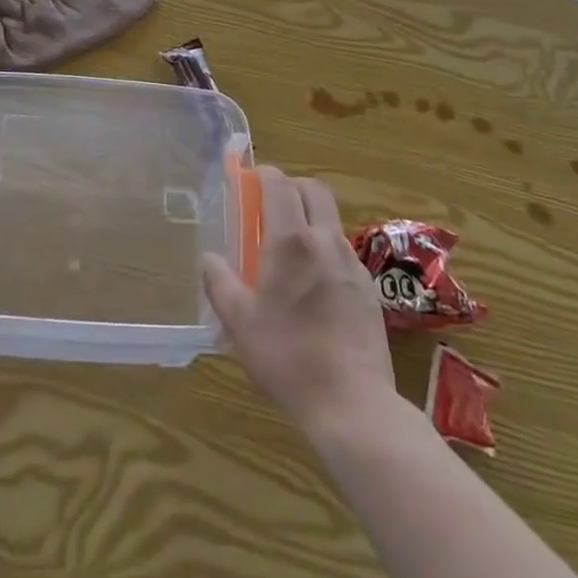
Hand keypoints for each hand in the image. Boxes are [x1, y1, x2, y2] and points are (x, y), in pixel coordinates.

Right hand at [202, 166, 394, 434]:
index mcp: (291, 240)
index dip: (264, 174)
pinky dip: (325, 249)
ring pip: (331, 220)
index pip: (280, 184)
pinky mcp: (369, 288)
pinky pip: (343, 251)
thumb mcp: (240, 323)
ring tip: (289, 249)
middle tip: (270, 205)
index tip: (249, 179)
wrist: (353, 403)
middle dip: (292, 186)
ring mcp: (352, 263)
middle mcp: (325, 240)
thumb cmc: (288, 357)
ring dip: (310, 218)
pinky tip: (314, 283)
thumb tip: (209, 258)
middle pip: (314, 190)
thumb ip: (220, 283)